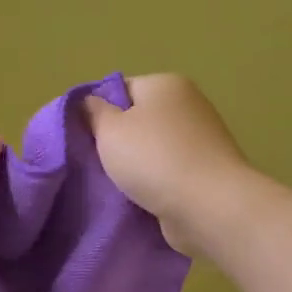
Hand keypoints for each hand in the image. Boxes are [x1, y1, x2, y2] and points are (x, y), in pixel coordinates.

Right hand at [83, 74, 255, 254]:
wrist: (208, 206)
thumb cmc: (153, 158)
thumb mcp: (109, 130)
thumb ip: (93, 113)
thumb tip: (88, 103)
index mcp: (165, 85)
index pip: (120, 89)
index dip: (98, 112)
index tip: (82, 138)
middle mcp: (187, 105)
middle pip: (137, 120)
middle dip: (115, 142)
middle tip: (93, 163)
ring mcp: (201, 139)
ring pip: (151, 149)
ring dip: (133, 166)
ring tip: (113, 185)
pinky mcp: (206, 171)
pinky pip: (168, 172)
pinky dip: (153, 183)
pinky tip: (138, 198)